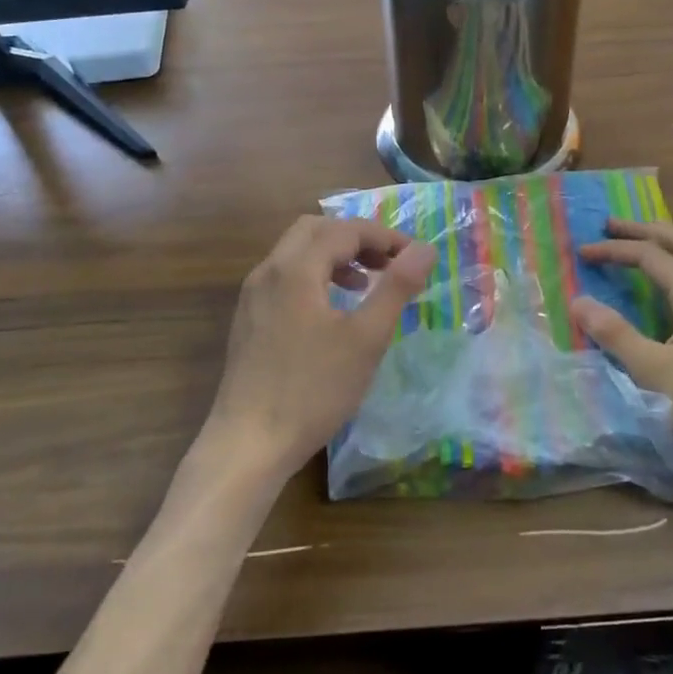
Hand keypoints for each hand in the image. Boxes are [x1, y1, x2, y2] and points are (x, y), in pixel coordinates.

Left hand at [202, 216, 435, 486]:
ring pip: (296, 253)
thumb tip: (424, 250)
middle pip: (315, 230)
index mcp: (295, 269)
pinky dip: (314, 276)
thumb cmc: (313, 390)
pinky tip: (331, 312)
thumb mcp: (365, 338)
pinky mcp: (248, 319)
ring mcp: (252, 296)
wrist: (248, 443)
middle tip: (387, 263)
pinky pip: (285, 278)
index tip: (415, 257)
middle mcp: (268, 271)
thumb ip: (396, 288)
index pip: (344, 230)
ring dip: (334, 256)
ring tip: (364, 284)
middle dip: (355, 238)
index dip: (384, 237)